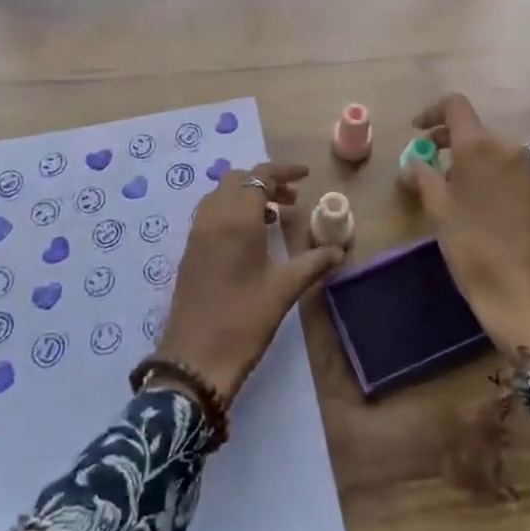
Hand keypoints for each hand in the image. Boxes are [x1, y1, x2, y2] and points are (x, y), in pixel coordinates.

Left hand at [157, 162, 345, 400]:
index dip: (283, 172)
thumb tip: (339, 250)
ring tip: (276, 216)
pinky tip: (252, 237)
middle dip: (266, 182)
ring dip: (249, 196)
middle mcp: (213, 216)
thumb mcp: (284, 289)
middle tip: (292, 199)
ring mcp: (197, 232)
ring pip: (223, 195)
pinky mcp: (190, 249)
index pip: (260, 176)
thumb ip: (313, 262)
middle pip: (239, 180)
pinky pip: (212, 213)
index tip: (305, 176)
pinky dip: (233, 211)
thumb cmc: (244, 319)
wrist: (195, 358)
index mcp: (237, 218)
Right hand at [409, 94, 529, 369]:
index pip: (455, 106)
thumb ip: (424, 177)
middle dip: (452, 143)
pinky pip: (518, 175)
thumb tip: (416, 162)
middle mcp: (511, 149)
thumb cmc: (475, 251)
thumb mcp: (439, 213)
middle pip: (477, 131)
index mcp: (480, 146)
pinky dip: (498, 181)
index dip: (432, 112)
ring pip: (498, 154)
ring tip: (460, 193)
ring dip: (476, 163)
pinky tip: (490, 211)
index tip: (417, 131)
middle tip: (432, 166)